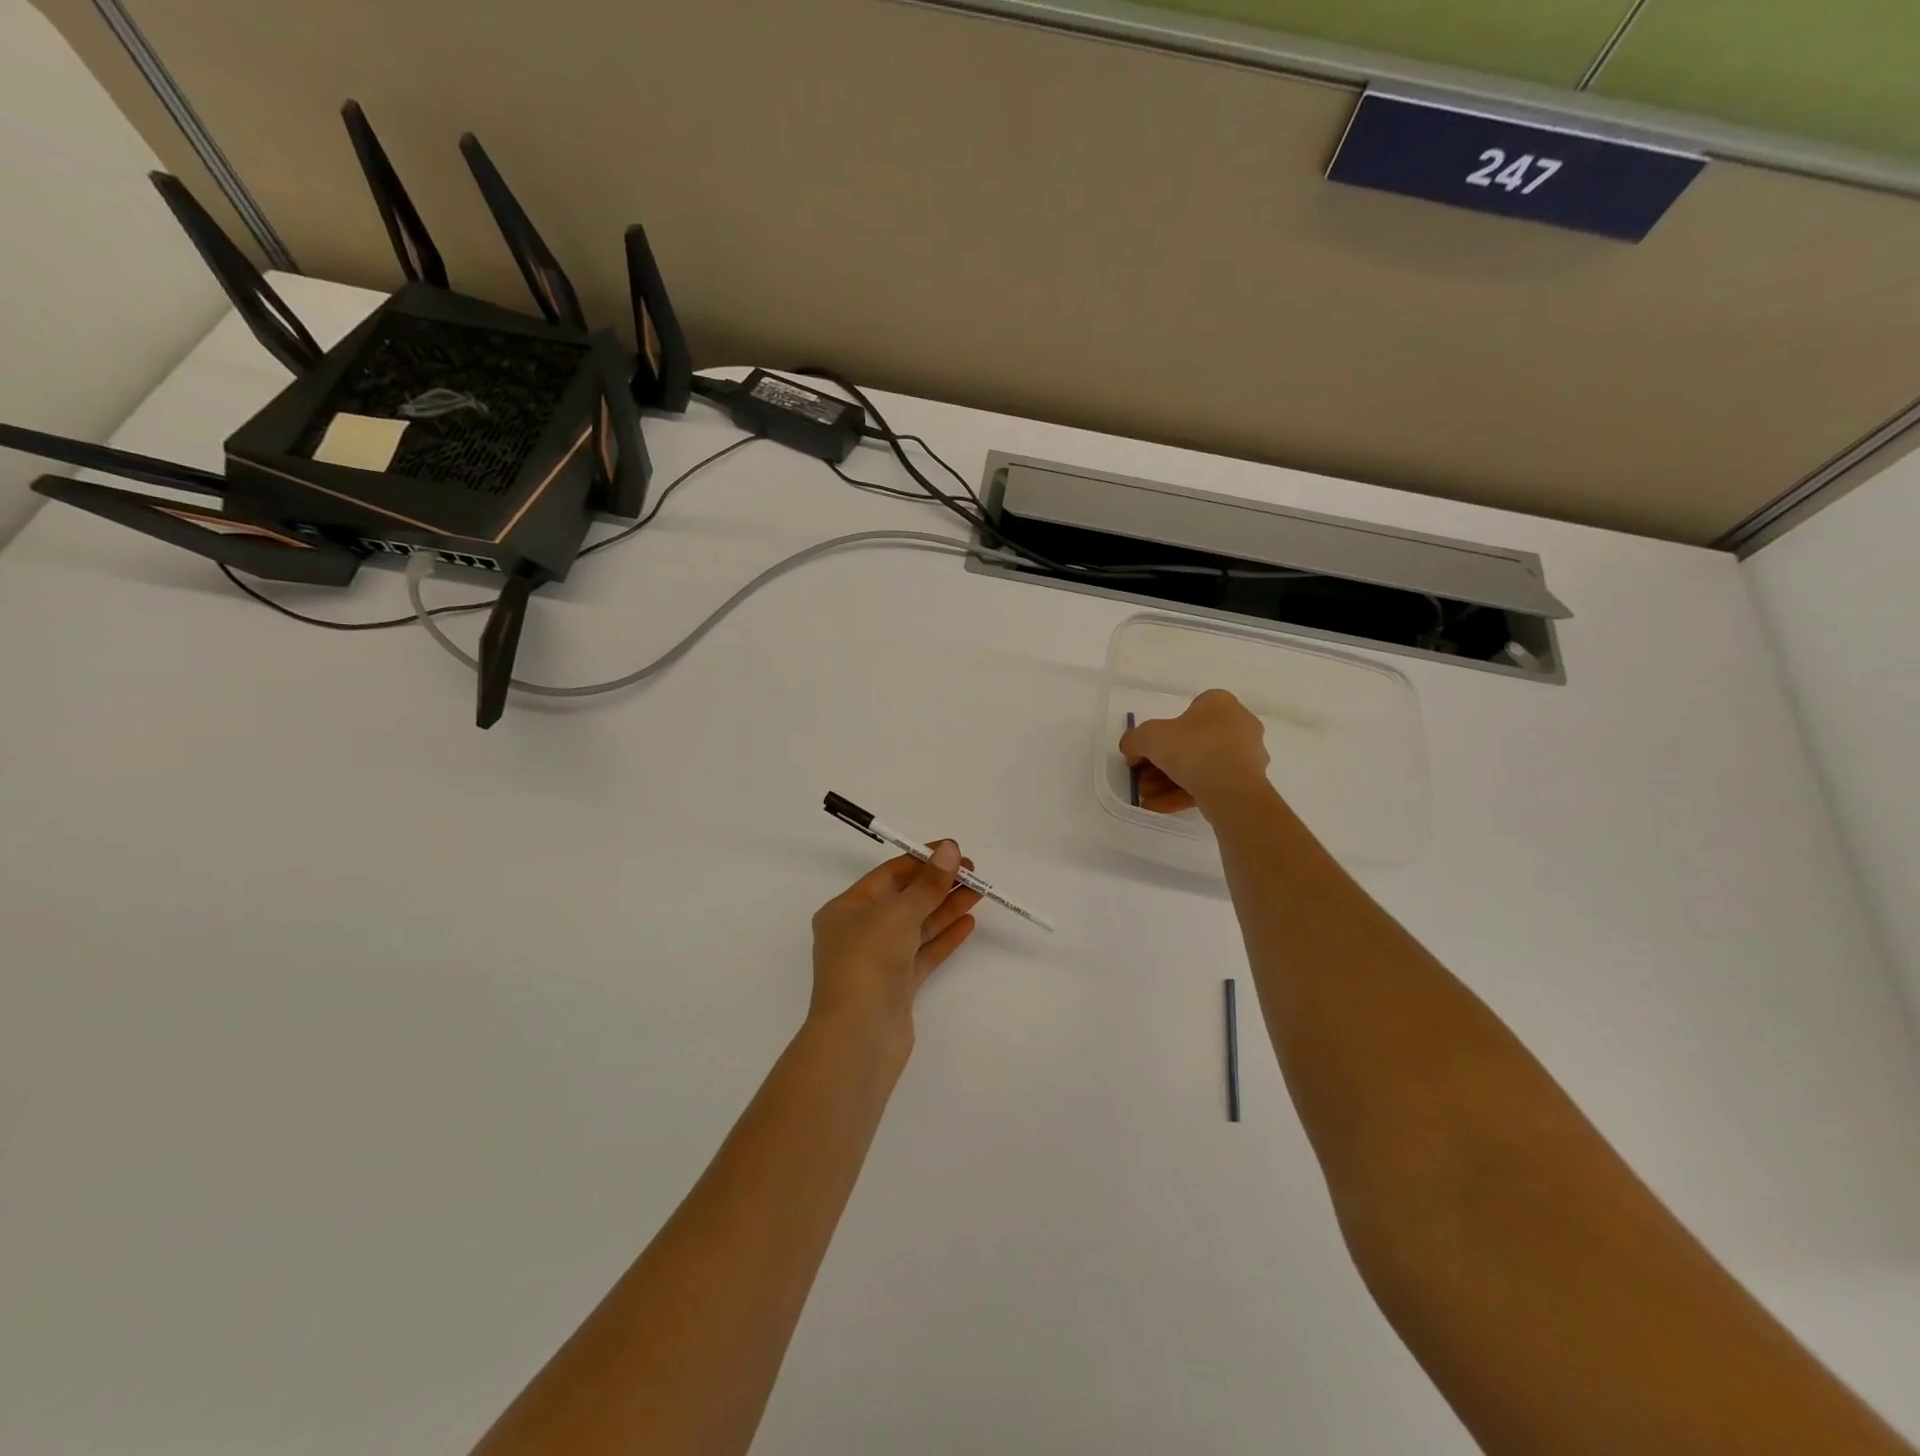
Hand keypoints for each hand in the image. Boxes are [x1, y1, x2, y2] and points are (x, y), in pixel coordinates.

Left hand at [809, 842, 982, 1045]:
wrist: (858, 1037)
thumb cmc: (868, 962)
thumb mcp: (898, 913)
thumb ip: (928, 883)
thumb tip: (950, 849)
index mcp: (846, 909)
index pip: (889, 875)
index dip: (922, 861)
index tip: (955, 852)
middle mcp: (859, 933)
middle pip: (904, 900)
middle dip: (938, 885)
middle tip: (973, 873)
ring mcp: (878, 962)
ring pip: (917, 927)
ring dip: (946, 908)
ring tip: (979, 892)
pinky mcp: (897, 987)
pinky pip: (923, 954)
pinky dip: (944, 937)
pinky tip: (968, 923)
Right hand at [1119, 688, 1271, 817]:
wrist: (1232, 790)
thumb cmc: (1193, 749)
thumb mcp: (1149, 737)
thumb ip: (1134, 740)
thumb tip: (1132, 752)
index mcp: (1220, 704)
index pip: (1186, 713)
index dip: (1160, 733)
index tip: (1144, 753)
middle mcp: (1238, 725)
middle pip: (1190, 744)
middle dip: (1160, 764)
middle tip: (1142, 780)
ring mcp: (1245, 756)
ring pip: (1199, 767)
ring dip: (1168, 782)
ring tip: (1147, 797)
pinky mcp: (1246, 783)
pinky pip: (1209, 785)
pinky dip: (1182, 794)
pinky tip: (1158, 806)